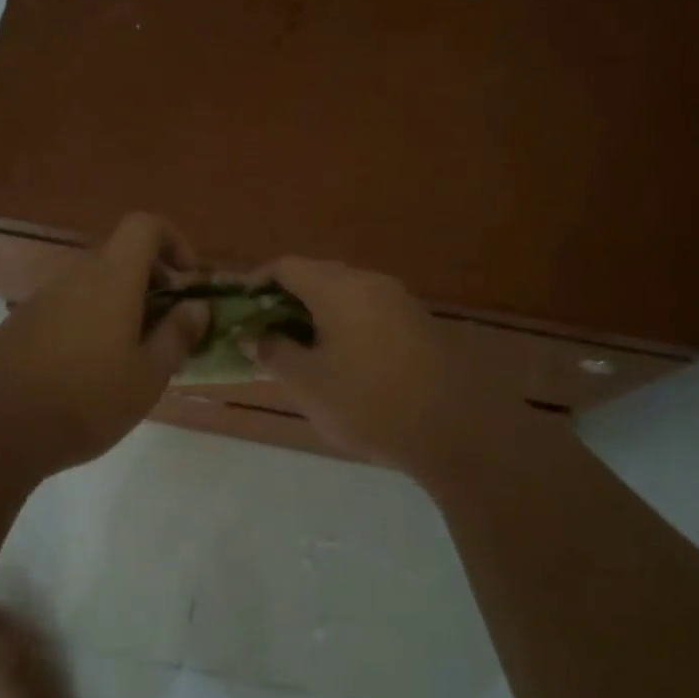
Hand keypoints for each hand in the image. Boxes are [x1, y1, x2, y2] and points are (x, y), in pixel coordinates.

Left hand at [0, 213, 207, 474]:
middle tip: (167, 329)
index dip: (173, 241)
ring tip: (132, 361)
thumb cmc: (87, 399)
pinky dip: (91, 325)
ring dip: (122, 309)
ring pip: (94, 288)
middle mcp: (76, 277)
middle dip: (152, 285)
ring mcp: (43, 300)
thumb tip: (197, 306)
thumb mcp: (147, 376)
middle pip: (120, 259)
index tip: (187, 279)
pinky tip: (91, 375)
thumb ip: (177, 335)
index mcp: (112, 278)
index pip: (145, 226)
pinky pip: (68, 310)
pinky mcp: (20, 325)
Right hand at [253, 257, 504, 475]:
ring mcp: (400, 301)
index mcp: (340, 288)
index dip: (257, 283)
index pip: (287, 266)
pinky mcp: (419, 324)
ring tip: (300, 349)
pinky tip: (342, 360)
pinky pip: (370, 311)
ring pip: (346, 294)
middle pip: (318, 275)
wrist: (457, 430)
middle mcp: (371, 282)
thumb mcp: (308, 384)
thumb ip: (272, 352)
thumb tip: (252, 335)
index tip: (241, 310)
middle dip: (287, 299)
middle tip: (266, 333)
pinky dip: (346, 325)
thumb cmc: (370, 404)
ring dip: (317, 314)